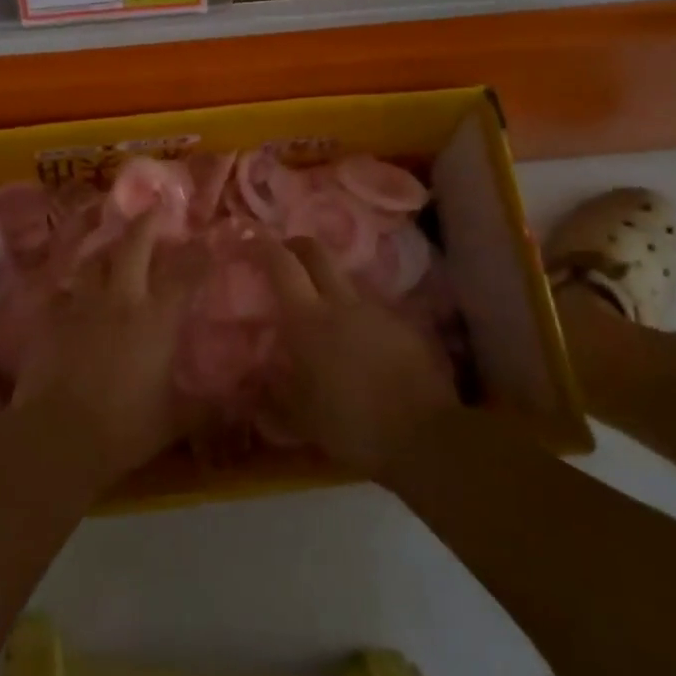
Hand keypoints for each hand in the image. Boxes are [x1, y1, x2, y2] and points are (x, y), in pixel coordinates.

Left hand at [14, 216, 189, 488]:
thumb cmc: (123, 430)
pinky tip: (73, 288)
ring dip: (107, 247)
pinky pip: (62, 289)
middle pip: (133, 246)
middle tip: (155, 207)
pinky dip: (72, 284)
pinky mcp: (49, 317)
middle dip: (146, 223)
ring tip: (113, 242)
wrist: (57, 436)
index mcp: (155, 320)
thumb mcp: (174, 422)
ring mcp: (81, 305)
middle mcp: (120, 300)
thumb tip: (239, 404)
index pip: (184, 274)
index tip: (207, 239)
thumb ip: (205, 408)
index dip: (198, 253)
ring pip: (94, 259)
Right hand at [252, 237, 459, 477]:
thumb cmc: (352, 425)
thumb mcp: (301, 416)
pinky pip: (370, 308)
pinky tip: (357, 342)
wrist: (425, 436)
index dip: (263, 246)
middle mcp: (341, 303)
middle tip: (283, 256)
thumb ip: (274, 391)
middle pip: (316, 252)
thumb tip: (256, 378)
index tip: (249, 239)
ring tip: (321, 310)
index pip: (282, 265)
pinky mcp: (404, 325)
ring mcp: (376, 311)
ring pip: (345, 280)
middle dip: (296, 246)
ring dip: (327, 283)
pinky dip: (355, 314)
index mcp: (308, 319)